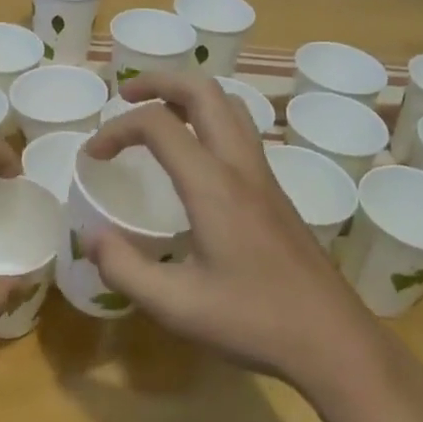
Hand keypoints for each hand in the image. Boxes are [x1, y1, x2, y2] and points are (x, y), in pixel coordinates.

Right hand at [83, 73, 374, 388]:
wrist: (333, 340)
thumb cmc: (254, 321)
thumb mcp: (175, 306)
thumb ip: (124, 268)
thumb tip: (89, 236)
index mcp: (213, 185)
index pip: (158, 124)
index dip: (116, 129)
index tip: (92, 156)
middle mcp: (240, 166)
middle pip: (203, 90)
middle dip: (159, 81)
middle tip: (126, 97)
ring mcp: (263, 175)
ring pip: (229, 104)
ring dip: (189, 95)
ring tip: (158, 114)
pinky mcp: (275, 190)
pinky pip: (241, 129)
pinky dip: (209, 118)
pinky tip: (194, 154)